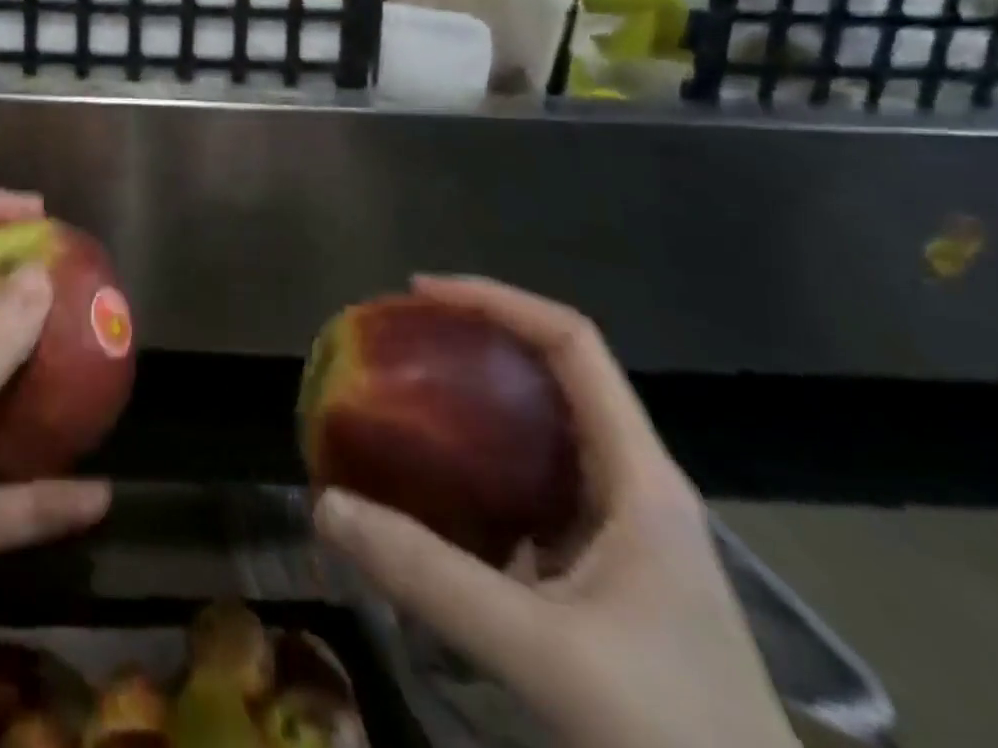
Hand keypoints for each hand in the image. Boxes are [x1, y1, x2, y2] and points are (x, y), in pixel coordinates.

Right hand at [312, 276, 796, 747]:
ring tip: (403, 398)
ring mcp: (621, 531)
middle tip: (399, 342)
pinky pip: (529, 485)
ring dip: (472, 403)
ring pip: (540, 431)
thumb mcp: (542, 653)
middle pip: (553, 375)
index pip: (573, 343)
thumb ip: (428, 577)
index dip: (497, 300)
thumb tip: (326, 505)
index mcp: (639, 478)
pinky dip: (476, 466)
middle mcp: (633, 486)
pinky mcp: (602, 571)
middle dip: (475, 342)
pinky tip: (430, 488)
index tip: (418, 295)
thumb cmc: (671, 736)